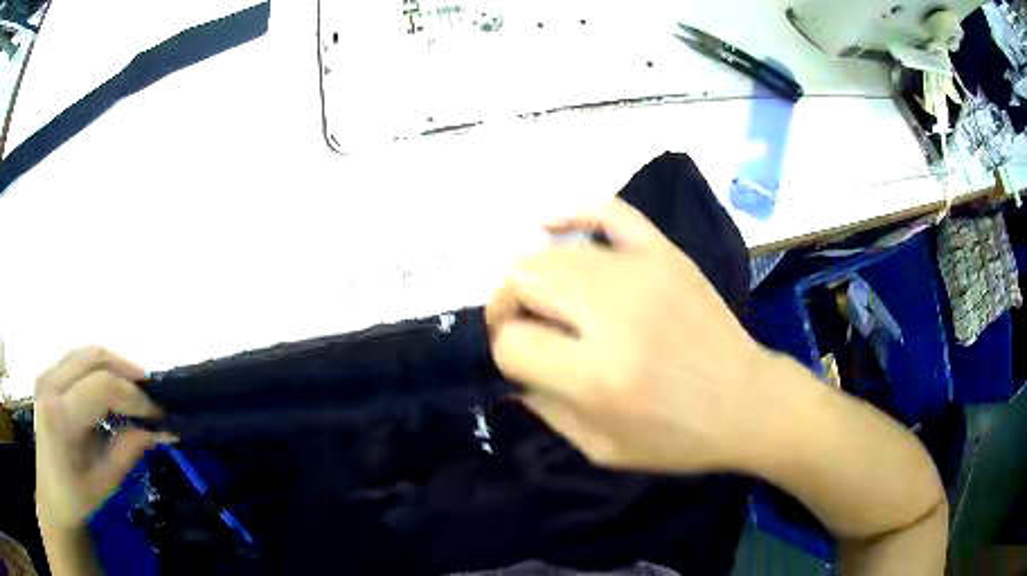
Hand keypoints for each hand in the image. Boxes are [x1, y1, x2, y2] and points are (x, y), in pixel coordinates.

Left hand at [34, 347, 163, 531]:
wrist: (50, 491)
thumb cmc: (75, 496)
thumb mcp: (104, 482)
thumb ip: (128, 450)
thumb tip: (161, 430)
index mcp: (60, 415)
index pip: (102, 386)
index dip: (134, 397)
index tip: (158, 416)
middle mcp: (50, 383)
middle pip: (94, 357)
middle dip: (128, 372)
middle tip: (152, 395)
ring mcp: (47, 374)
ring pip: (87, 353)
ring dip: (115, 365)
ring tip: (136, 388)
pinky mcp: (48, 374)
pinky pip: (78, 359)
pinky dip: (101, 368)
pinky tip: (112, 388)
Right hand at [487, 200, 793, 472]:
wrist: (748, 403)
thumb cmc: (678, 438)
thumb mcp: (602, 448)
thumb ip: (545, 408)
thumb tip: (511, 368)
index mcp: (597, 376)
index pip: (512, 342)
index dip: (504, 351)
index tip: (519, 362)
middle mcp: (614, 315)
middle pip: (523, 280)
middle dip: (508, 305)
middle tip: (524, 326)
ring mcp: (643, 273)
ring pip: (552, 251)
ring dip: (534, 275)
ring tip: (546, 299)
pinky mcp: (665, 254)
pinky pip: (607, 211)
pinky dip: (571, 214)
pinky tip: (552, 228)